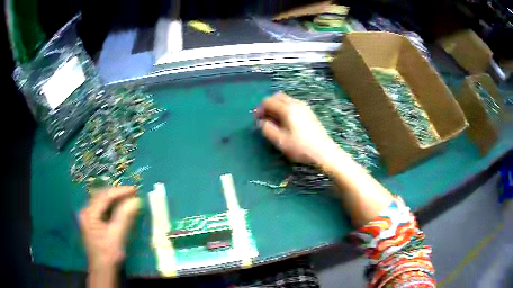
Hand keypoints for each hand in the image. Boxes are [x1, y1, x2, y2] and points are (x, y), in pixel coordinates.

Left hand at [78, 186, 140, 269]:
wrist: (102, 269)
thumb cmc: (109, 253)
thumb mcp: (117, 234)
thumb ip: (125, 216)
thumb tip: (136, 199)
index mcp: (89, 213)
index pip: (104, 196)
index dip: (120, 191)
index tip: (134, 189)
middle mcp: (85, 211)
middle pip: (101, 196)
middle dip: (117, 193)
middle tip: (132, 193)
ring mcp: (87, 216)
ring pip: (101, 202)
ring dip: (114, 199)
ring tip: (128, 198)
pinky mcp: (91, 221)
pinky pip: (101, 209)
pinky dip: (111, 206)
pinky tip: (119, 207)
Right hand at [255, 92, 339, 165]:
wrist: (324, 151)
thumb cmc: (301, 147)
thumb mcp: (280, 141)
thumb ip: (267, 129)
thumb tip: (261, 122)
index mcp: (287, 109)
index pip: (268, 101)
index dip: (260, 109)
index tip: (259, 121)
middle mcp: (296, 103)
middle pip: (277, 96)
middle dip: (268, 105)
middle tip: (266, 119)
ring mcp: (304, 106)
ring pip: (286, 99)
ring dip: (277, 106)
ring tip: (276, 121)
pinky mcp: (309, 112)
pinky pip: (293, 104)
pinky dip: (285, 108)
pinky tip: (287, 122)